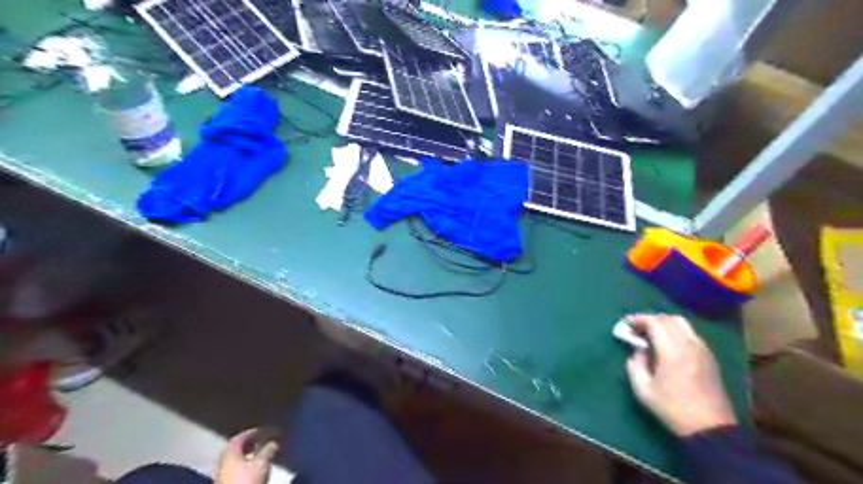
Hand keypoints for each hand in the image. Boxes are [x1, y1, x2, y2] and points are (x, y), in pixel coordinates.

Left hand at [216, 428, 278, 482]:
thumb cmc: (246, 480)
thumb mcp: (261, 463)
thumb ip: (268, 451)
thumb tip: (274, 442)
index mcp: (230, 453)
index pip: (238, 438)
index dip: (250, 433)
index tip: (260, 431)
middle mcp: (223, 461)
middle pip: (235, 448)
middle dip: (247, 443)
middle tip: (258, 440)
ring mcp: (222, 473)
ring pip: (234, 459)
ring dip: (245, 454)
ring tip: (257, 454)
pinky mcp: (225, 481)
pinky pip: (234, 468)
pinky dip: (243, 464)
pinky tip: (251, 467)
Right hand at [625, 316, 737, 436]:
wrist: (710, 429)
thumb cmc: (673, 409)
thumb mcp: (643, 390)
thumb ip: (635, 365)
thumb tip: (637, 350)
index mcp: (672, 352)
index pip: (655, 322)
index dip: (639, 319)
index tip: (626, 324)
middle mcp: (690, 345)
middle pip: (669, 319)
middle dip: (650, 319)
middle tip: (636, 328)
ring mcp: (703, 350)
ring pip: (682, 324)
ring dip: (664, 324)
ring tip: (651, 335)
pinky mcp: (710, 357)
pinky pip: (691, 334)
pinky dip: (676, 332)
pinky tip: (668, 345)